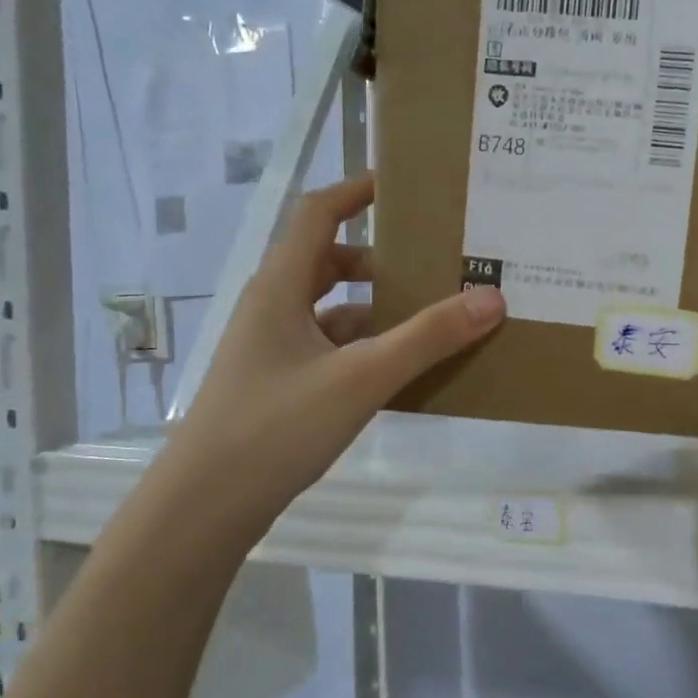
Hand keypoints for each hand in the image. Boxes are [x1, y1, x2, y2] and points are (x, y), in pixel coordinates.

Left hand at [153, 174, 505, 551]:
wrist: (204, 509)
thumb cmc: (276, 427)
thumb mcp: (361, 378)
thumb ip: (428, 338)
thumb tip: (492, 298)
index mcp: (280, 287)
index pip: (318, 214)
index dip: (357, 191)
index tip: (405, 188)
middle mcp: (273, 308)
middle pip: (330, 263)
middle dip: (382, 260)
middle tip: (436, 264)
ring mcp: (273, 350)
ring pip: (334, 312)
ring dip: (378, 310)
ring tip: (433, 320)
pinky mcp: (280, 385)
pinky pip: (331, 350)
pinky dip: (366, 350)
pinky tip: (403, 372)